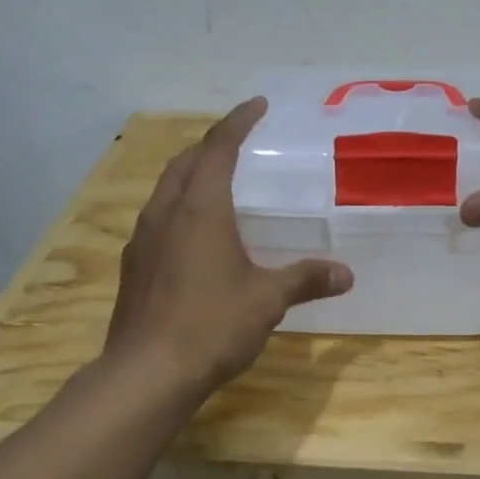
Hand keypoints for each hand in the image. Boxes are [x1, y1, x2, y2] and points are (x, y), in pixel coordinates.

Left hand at [106, 99, 352, 390]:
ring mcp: (142, 240)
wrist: (146, 373)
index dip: (238, 122)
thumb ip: (305, 279)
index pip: (218, 148)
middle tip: (238, 142)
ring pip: (165, 190)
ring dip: (190, 175)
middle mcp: (165, 214)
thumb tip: (346, 274)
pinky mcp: (134, 267)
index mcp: (199, 209)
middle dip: (211, 144)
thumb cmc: (211, 325)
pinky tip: (193, 235)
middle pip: (185, 162)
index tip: (257, 105)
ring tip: (216, 182)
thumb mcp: (267, 300)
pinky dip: (178, 208)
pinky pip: (157, 219)